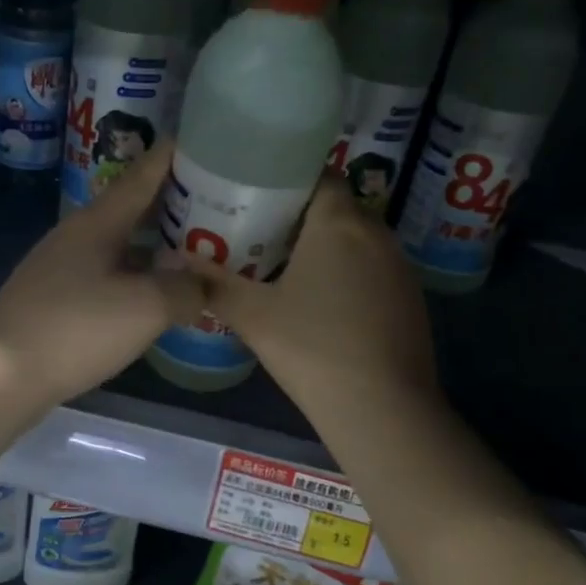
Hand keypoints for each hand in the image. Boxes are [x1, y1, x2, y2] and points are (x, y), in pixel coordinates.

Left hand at [0, 142, 205, 408]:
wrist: (1, 375)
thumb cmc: (76, 328)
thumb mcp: (145, 307)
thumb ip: (185, 289)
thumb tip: (204, 284)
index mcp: (99, 222)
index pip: (143, 175)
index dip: (175, 157)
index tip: (206, 141)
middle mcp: (78, 235)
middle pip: (133, 208)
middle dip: (174, 204)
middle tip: (218, 203)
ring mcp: (63, 267)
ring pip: (120, 244)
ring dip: (156, 243)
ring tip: (195, 249)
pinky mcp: (56, 299)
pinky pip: (108, 274)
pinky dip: (137, 275)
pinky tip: (155, 293)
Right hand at [175, 176, 437, 421]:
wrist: (382, 409)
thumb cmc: (312, 349)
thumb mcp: (253, 316)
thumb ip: (214, 283)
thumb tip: (176, 260)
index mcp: (339, 223)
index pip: (318, 175)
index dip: (286, 181)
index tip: (255, 196)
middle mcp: (376, 232)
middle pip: (336, 206)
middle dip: (300, 216)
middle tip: (259, 233)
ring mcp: (399, 266)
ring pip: (356, 238)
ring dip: (326, 245)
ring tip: (286, 266)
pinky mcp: (410, 298)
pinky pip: (373, 267)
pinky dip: (348, 271)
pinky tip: (323, 303)